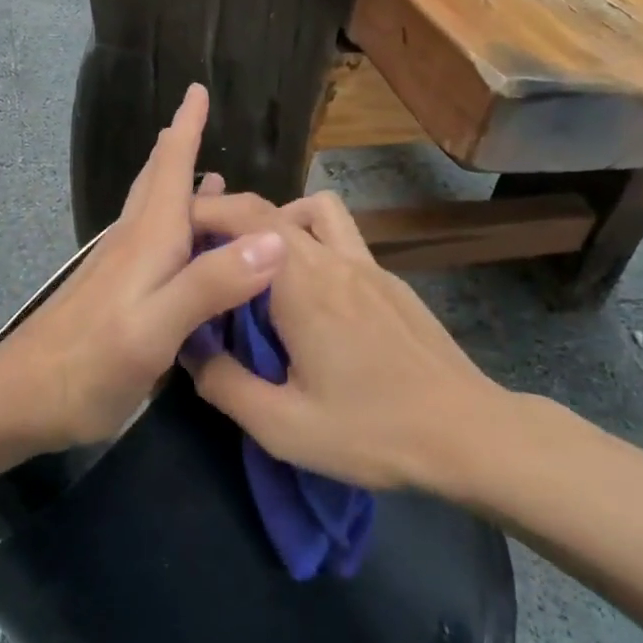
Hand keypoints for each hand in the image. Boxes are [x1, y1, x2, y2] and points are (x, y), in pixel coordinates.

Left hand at [0, 85, 285, 450]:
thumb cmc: (91, 363)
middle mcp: (133, 241)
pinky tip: (183, 241)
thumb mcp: (156, 329)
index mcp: (148, 239)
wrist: (21, 398)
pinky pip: (152, 239)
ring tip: (209, 174)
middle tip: (198, 117)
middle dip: (179, 145)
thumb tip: (274, 239)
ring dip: (177, 182)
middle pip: (157, 180)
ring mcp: (119, 266)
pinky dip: (174, 223)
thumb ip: (211, 284)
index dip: (186, 128)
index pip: (170, 167)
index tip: (197, 90)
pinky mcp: (114, 290)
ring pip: (153, 208)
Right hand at [185, 190, 500, 491]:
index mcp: (304, 285)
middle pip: (274, 208)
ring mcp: (368, 265)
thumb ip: (225, 385)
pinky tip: (311, 299)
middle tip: (206, 253)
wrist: (468, 434)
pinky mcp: (390, 281)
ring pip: (316, 211)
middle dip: (231, 218)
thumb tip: (190, 350)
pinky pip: (341, 239)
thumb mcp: (284, 426)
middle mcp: (334, 259)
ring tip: (261, 266)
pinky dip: (312, 245)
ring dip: (280, 222)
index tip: (174, 232)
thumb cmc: (372, 432)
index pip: (247, 217)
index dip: (205, 212)